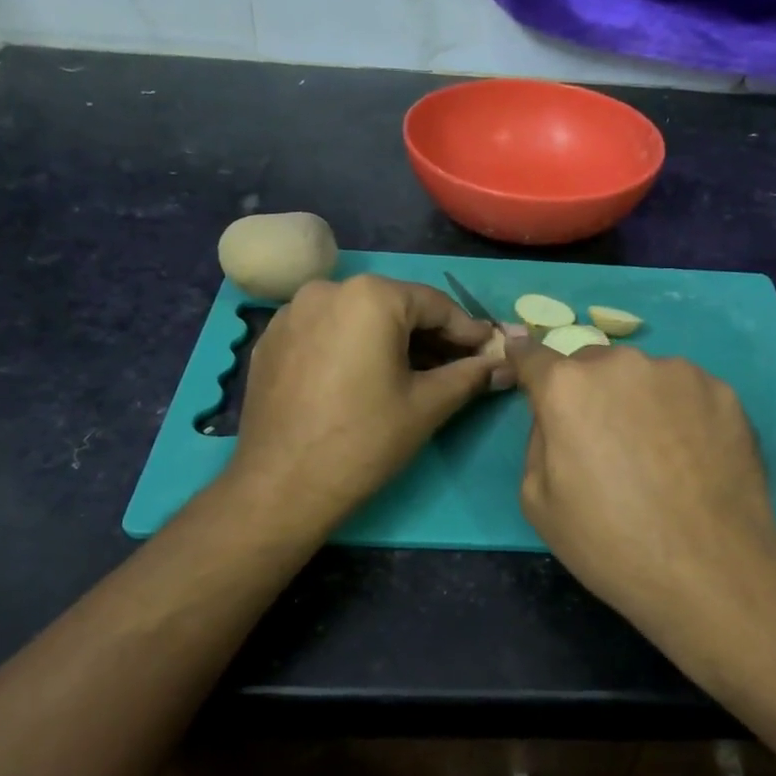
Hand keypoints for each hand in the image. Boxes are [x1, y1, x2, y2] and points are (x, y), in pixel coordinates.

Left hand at [228, 275, 505, 528]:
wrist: (282, 486)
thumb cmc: (365, 440)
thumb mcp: (428, 405)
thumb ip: (470, 376)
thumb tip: (504, 365)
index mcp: (370, 296)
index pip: (435, 305)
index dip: (468, 331)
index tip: (490, 351)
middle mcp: (327, 290)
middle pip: (394, 307)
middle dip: (430, 337)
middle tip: (458, 367)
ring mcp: (292, 314)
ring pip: (358, 319)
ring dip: (391, 342)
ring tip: (415, 375)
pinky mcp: (271, 341)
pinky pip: (326, 333)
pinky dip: (353, 348)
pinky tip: (366, 380)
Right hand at [505, 337, 775, 631]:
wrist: (711, 570)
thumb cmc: (610, 543)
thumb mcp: (538, 502)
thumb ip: (538, 441)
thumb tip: (556, 418)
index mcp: (568, 388)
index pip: (534, 357)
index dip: (525, 360)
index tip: (522, 357)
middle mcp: (622, 364)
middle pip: (592, 365)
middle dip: (588, 391)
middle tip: (603, 441)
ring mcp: (679, 373)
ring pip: (643, 377)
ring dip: (637, 401)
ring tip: (655, 455)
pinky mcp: (723, 392)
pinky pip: (685, 393)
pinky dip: (680, 414)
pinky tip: (691, 458)